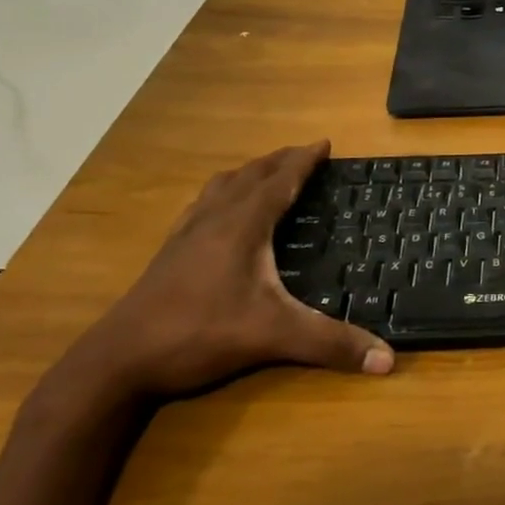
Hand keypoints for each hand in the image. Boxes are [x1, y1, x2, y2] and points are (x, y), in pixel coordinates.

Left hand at [65, 142, 393, 399]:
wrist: (115, 362)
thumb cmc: (198, 334)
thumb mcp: (273, 337)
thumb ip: (330, 344)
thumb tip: (388, 360)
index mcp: (243, 225)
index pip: (281, 180)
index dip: (305, 160)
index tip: (325, 143)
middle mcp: (214, 219)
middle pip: (251, 175)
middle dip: (280, 160)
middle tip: (305, 154)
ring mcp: (186, 234)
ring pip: (221, 187)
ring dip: (249, 173)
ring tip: (265, 173)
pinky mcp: (168, 253)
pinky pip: (201, 206)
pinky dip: (222, 195)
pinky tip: (218, 213)